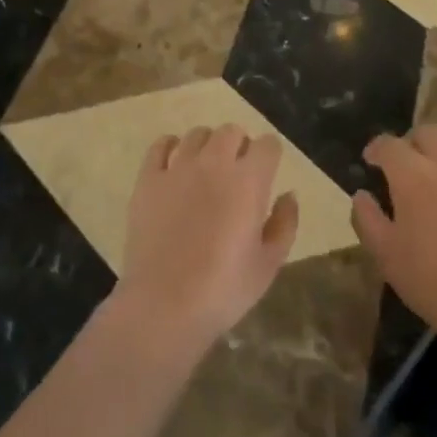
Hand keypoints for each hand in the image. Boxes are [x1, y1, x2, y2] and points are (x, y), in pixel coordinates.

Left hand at [113, 124, 298, 357]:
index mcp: (249, 180)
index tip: (267, 173)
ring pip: (197, 134)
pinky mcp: (148, 179)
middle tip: (237, 173)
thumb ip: (285, 223)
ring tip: (206, 169)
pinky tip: (174, 165)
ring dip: (208, 146)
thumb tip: (289, 194)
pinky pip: (160, 145)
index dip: (270, 156)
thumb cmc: (223, 289)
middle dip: (240, 146)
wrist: (164, 305)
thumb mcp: (268, 264)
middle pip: (232, 131)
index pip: (268, 144)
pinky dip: (170, 147)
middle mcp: (214, 163)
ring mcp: (178, 168)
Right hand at [351, 125, 436, 336]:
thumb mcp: (385, 254)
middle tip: (409, 164)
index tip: (372, 161)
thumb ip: (367, 218)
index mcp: (412, 175)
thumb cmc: (432, 281)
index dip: (377, 149)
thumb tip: (362, 195)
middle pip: (428, 132)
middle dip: (413, 143)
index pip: (389, 145)